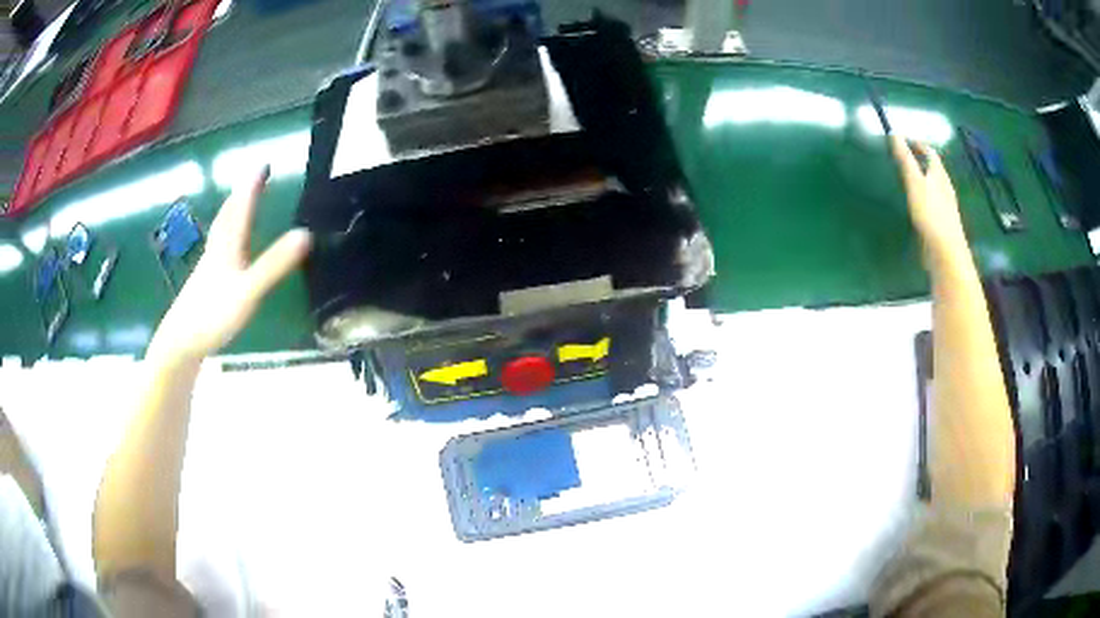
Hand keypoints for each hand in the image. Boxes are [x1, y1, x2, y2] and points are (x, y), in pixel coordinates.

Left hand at [147, 167, 311, 363]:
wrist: (180, 341)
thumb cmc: (213, 313)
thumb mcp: (248, 290)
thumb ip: (274, 265)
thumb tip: (306, 234)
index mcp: (228, 245)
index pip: (242, 207)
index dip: (252, 185)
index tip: (264, 164)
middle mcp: (217, 249)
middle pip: (228, 214)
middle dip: (242, 194)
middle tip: (254, 178)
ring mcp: (208, 266)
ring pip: (221, 231)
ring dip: (232, 212)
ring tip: (240, 203)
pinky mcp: (205, 282)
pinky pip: (218, 248)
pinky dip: (226, 236)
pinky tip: (226, 249)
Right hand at [890, 135, 968, 256]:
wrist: (946, 253)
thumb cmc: (931, 214)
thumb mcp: (914, 183)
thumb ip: (905, 159)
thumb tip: (894, 133)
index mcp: (939, 175)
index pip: (930, 152)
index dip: (917, 144)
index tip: (904, 140)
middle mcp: (945, 187)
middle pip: (934, 169)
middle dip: (922, 161)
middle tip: (906, 159)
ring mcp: (946, 206)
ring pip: (935, 186)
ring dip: (924, 179)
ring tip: (910, 180)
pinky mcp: (943, 223)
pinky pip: (934, 203)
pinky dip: (926, 197)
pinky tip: (919, 206)